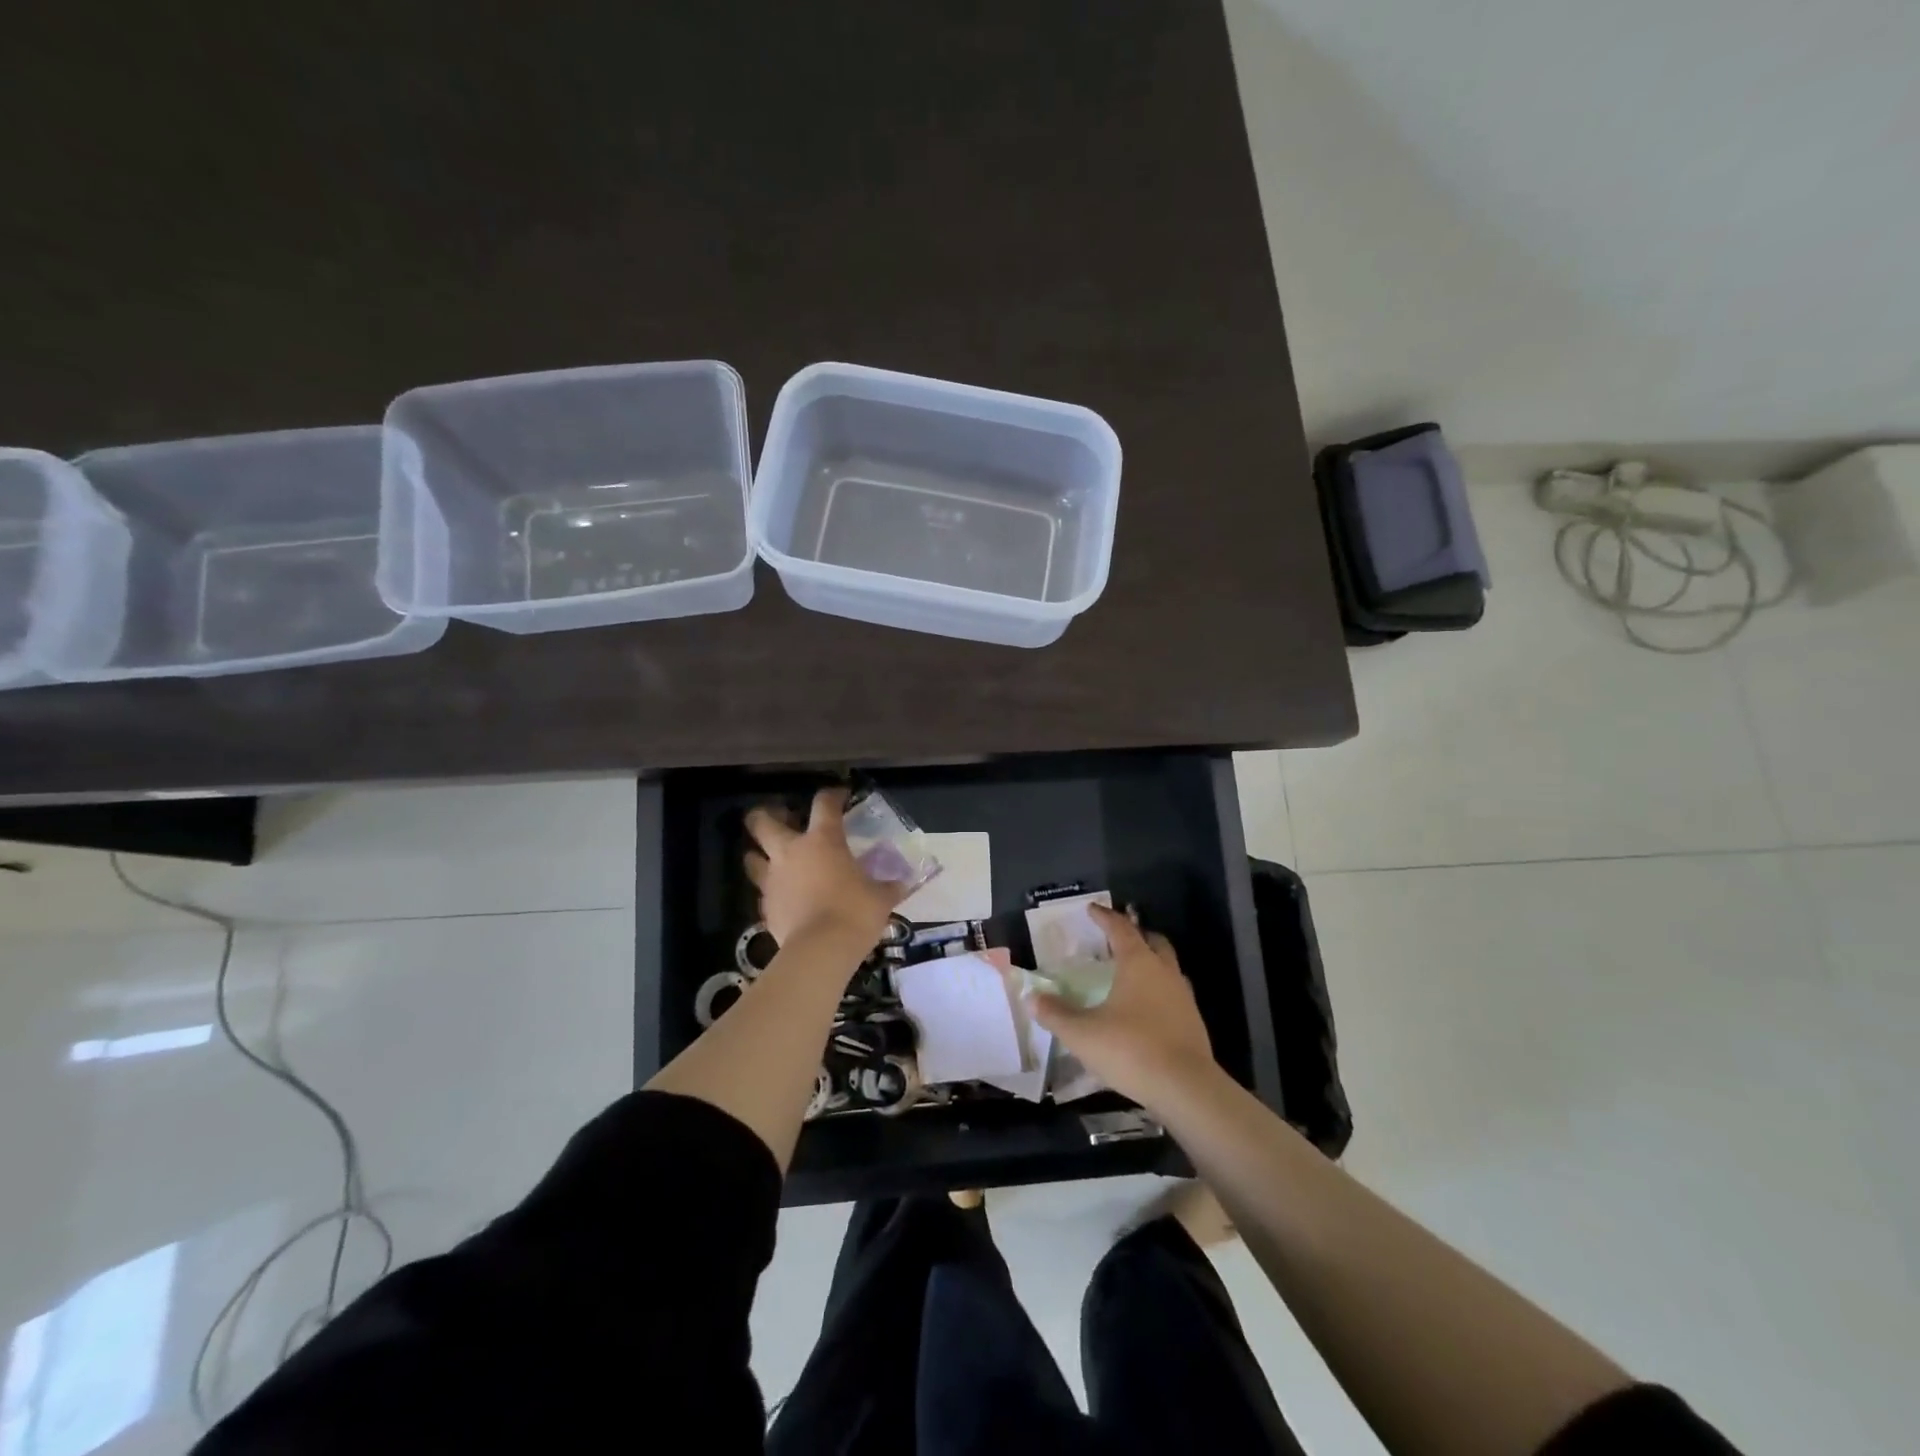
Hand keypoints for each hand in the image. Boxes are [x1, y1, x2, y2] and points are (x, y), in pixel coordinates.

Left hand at [744, 788, 905, 950]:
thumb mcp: (880, 898)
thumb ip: (888, 887)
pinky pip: (763, 892)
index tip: (840, 796)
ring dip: (758, 854)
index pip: (824, 803)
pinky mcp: (765, 907)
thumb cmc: (855, 912)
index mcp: (823, 840)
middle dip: (764, 815)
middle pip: (762, 822)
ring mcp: (773, 879)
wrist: (820, 951)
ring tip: (770, 858)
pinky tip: (783, 897)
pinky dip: (771, 891)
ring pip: (751, 857)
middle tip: (779, 818)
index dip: (832, 795)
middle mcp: (791, 852)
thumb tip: (902, 884)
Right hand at [1027, 903, 1214, 1104]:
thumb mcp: (1082, 1034)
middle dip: (1135, 934)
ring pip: (1167, 966)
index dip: (1104, 916)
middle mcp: (1164, 971)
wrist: (1186, 1088)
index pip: (1120, 928)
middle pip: (1152, 941)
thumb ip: (1056, 1014)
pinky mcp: (1193, 1021)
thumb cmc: (1130, 1049)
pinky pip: (1174, 993)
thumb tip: (1031, 998)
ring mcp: (1183, 996)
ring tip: (1130, 973)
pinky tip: (1146, 1008)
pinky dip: (1159, 990)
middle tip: (1115, 939)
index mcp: (1137, 963)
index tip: (1092, 909)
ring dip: (1150, 962)